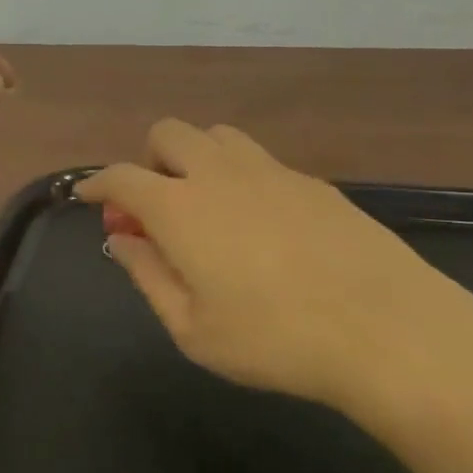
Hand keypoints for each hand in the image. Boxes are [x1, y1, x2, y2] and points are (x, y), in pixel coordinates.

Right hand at [77, 120, 472, 432]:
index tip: (87, 194)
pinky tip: (262, 223)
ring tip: (207, 205)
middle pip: (168, 134)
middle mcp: (219, 174)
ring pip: (216, 135)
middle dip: (149, 160)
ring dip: (196, 157)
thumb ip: (148, 276)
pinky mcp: (312, 181)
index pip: (121, 176)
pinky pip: (260, 160)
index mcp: (180, 208)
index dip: (97, 182)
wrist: (385, 329)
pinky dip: (241, 177)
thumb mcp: (192, 328)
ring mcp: (270, 170)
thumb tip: (122, 239)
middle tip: (156, 206)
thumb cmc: (274, 339)